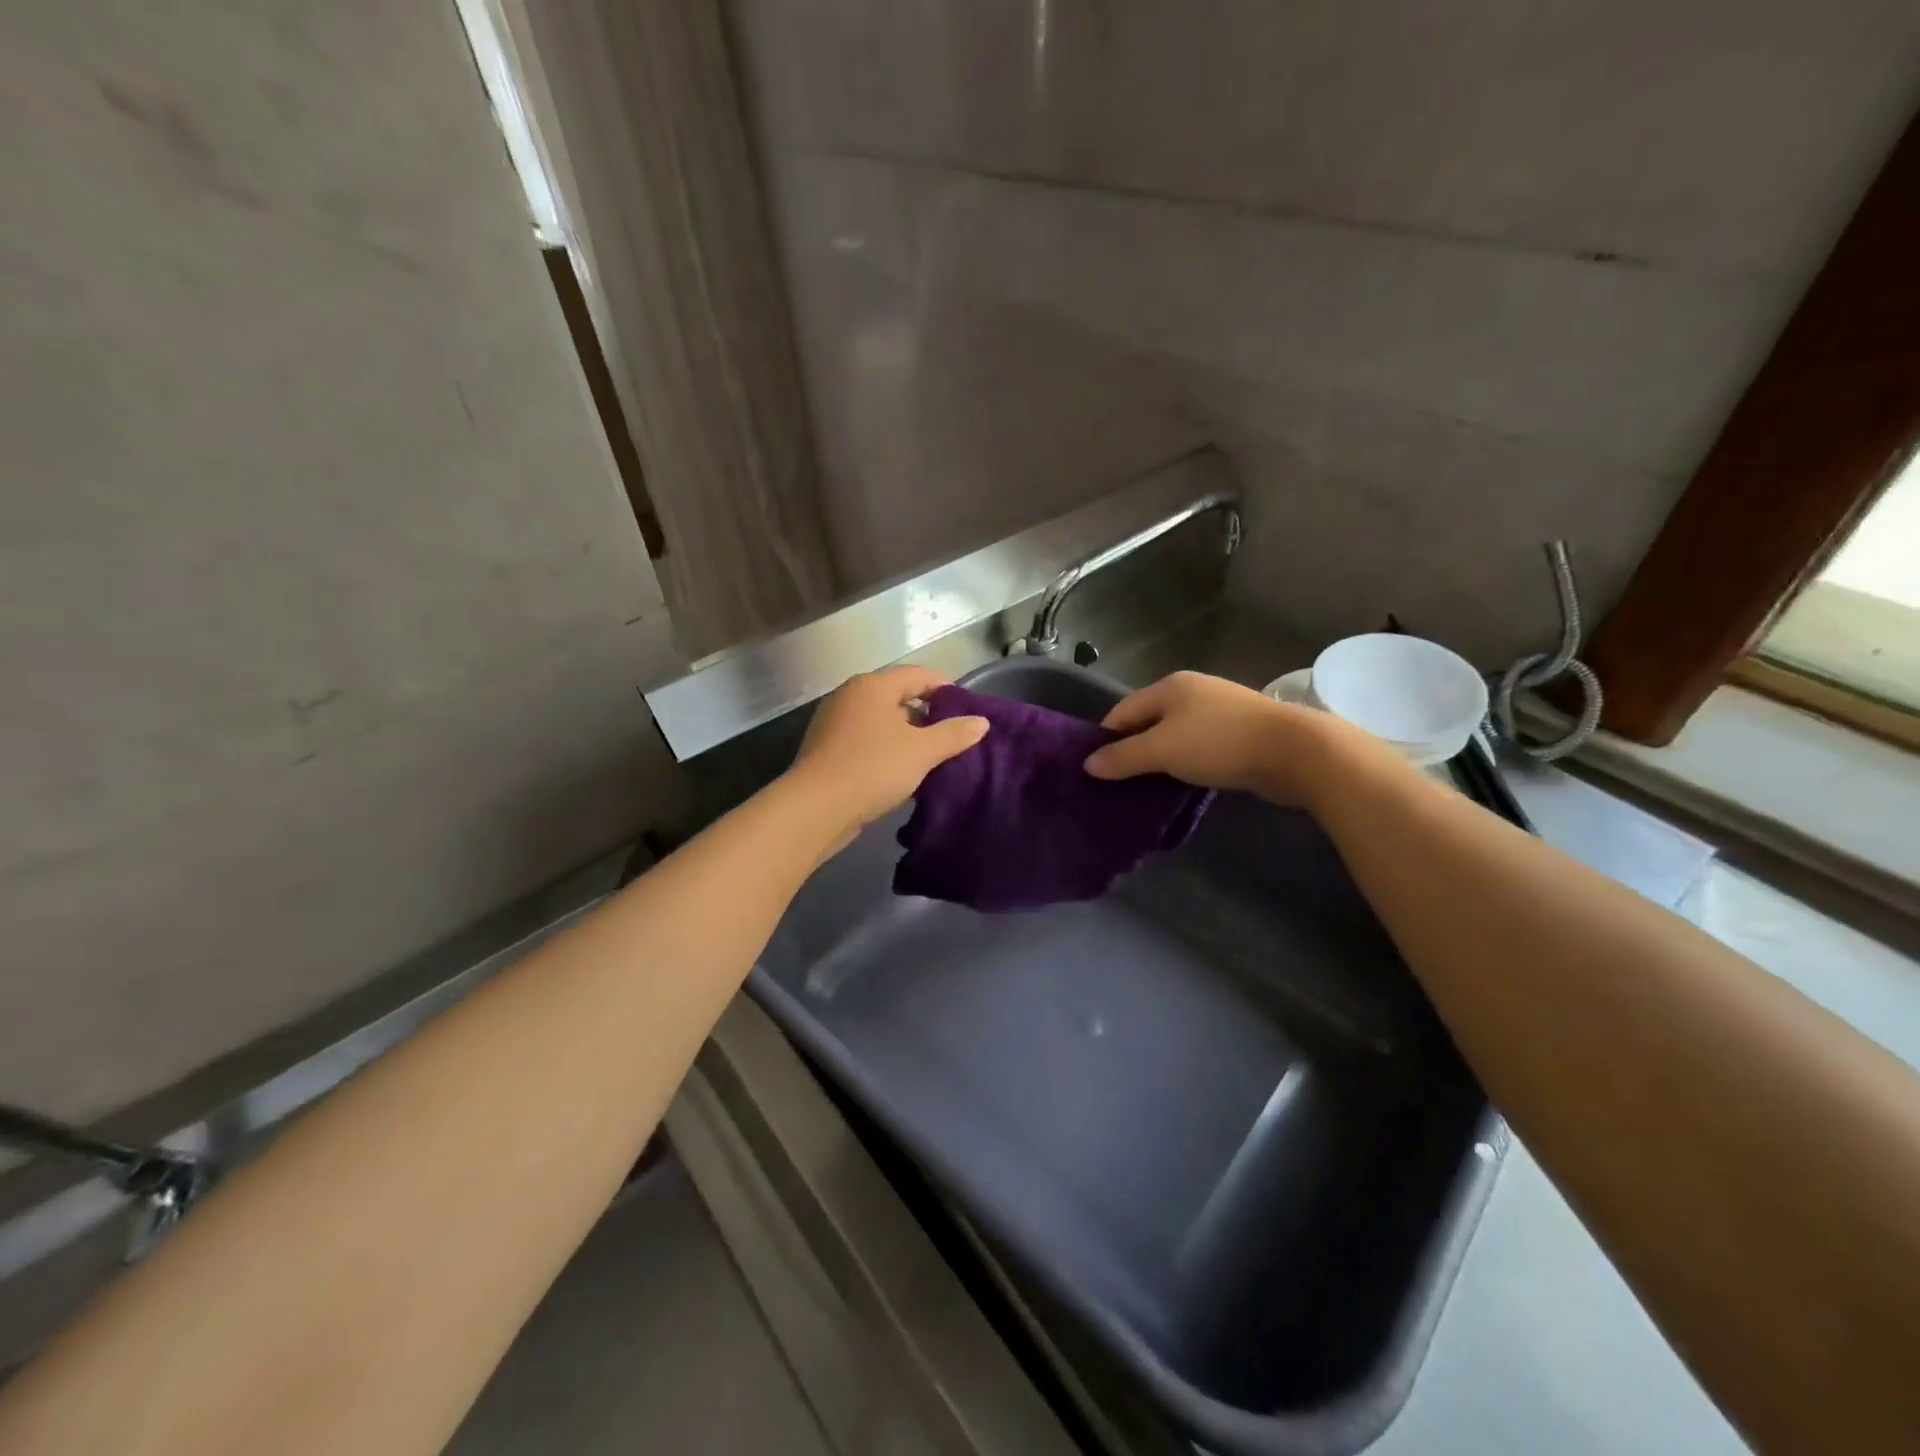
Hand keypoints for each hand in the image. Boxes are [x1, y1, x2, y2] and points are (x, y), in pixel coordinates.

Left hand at [787, 666, 989, 835]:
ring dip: (908, 737)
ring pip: (882, 722)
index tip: (967, 711)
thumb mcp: (922, 751)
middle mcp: (850, 696)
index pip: (918, 675)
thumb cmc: (873, 768)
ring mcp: (835, 723)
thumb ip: (954, 734)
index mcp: (873, 686)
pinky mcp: (827, 750)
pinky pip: (867, 742)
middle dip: (927, 715)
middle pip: (898, 697)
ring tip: (933, 759)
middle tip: (953, 738)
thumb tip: (981, 722)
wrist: (816, 808)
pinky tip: (903, 775)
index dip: (945, 688)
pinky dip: (887, 752)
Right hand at [1082, 670, 1332, 806]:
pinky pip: (1198, 748)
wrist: (1294, 751)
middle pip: (1148, 722)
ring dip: (1159, 760)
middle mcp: (1192, 692)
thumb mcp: (1162, 750)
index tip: (1095, 770)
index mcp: (1169, 687)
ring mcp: (1218, 711)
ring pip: (1174, 736)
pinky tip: (1182, 783)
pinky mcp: (1239, 734)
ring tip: (1146, 788)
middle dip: (1131, 750)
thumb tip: (1088, 764)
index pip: (1122, 711)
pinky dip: (1185, 764)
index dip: (1105, 739)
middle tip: (1117, 783)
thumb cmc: (1218, 743)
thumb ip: (1122, 757)